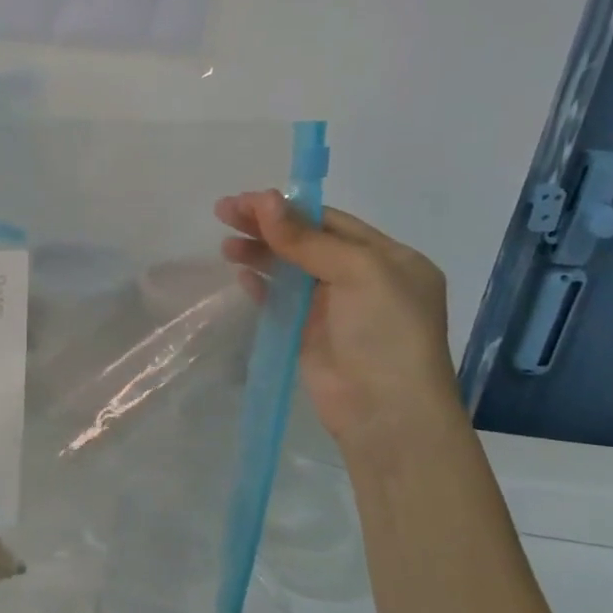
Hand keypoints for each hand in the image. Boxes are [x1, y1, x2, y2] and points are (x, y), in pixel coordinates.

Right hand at [216, 191, 459, 450]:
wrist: (387, 414)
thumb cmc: (385, 333)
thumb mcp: (358, 273)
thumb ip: (307, 238)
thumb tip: (263, 199)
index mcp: (389, 258)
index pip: (330, 221)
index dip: (287, 208)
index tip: (245, 200)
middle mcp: (364, 279)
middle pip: (307, 241)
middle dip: (267, 226)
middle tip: (224, 213)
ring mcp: (336, 309)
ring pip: (291, 269)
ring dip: (260, 253)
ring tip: (226, 245)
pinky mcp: (311, 335)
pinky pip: (282, 301)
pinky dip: (262, 285)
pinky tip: (241, 274)